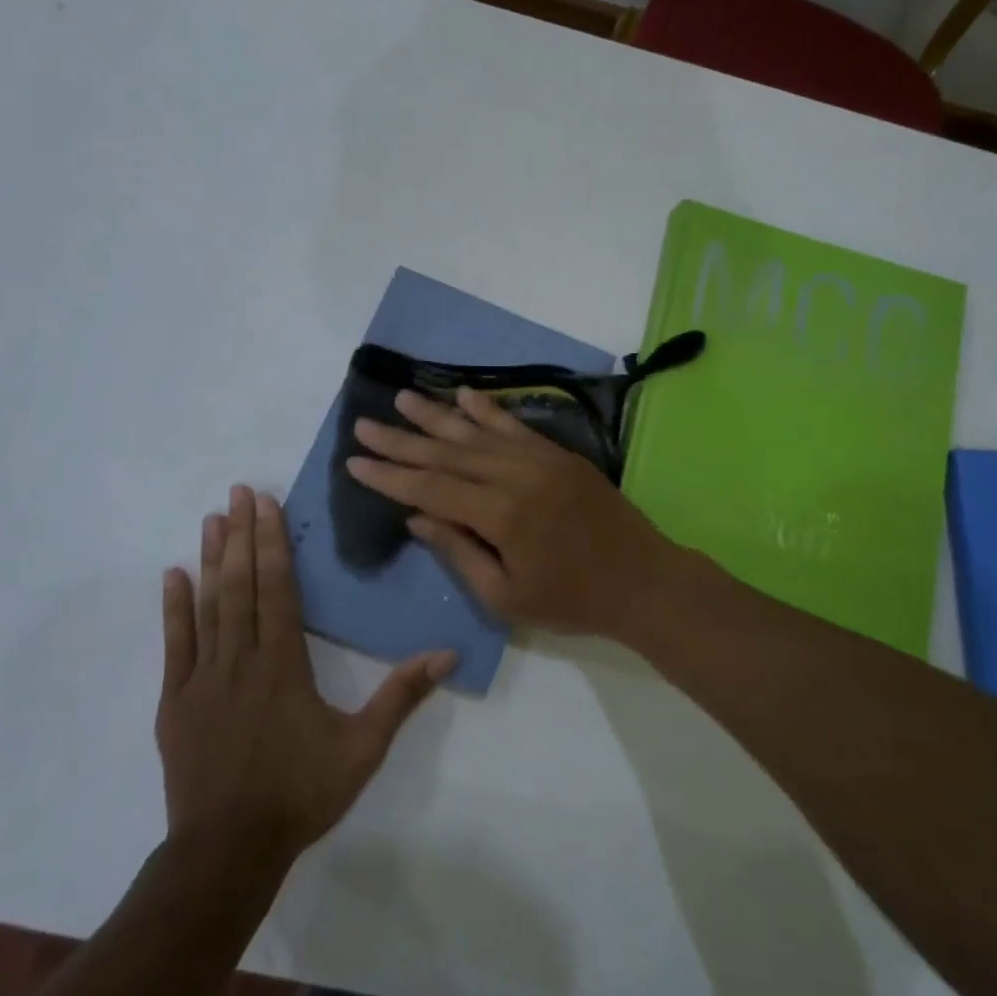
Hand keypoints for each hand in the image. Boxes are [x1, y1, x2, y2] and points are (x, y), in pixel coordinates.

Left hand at [156, 486, 452, 872]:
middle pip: (242, 585)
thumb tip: (447, 653)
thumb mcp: (363, 748)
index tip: (266, 505)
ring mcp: (203, 678)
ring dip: (211, 559)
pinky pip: (175, 644)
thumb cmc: (300, 794)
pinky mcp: (176, 700)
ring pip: (209, 606)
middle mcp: (242, 659)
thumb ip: (402, 696)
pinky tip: (172, 575)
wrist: (228, 850)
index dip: (272, 543)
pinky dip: (174, 608)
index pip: (278, 590)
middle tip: (238, 492)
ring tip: (211, 519)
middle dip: (242, 535)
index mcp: (284, 664)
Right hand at [345, 388, 675, 638]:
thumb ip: (459, 551)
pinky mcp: (559, 454)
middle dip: (402, 440)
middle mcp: (516, 475)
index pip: (430, 487)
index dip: (390, 475)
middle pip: (447, 452)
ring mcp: (540, 459)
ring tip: (402, 398)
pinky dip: (487, 409)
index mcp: (500, 514)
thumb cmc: (571, 599)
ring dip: (436, 416)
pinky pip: (515, 426)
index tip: (354, 461)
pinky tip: (462, 395)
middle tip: (364, 424)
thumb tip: (416, 517)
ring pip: (477, 432)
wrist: (642, 579)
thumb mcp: (505, 595)